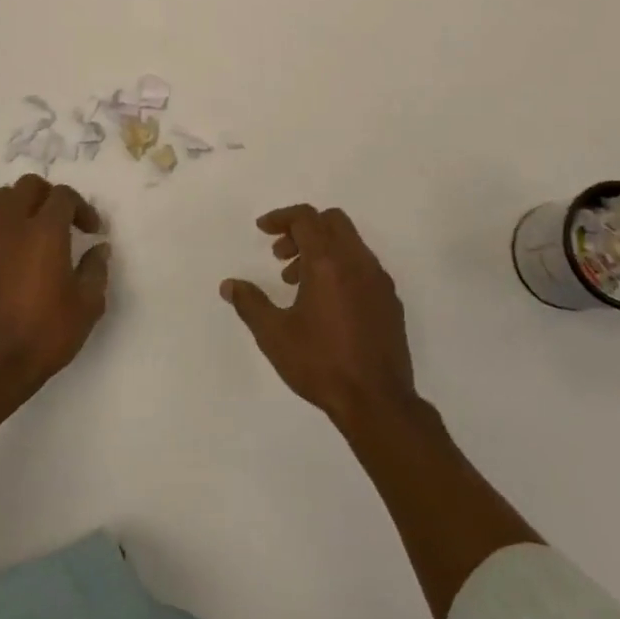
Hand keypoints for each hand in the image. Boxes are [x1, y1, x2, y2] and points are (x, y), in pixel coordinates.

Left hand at [0, 175, 109, 394]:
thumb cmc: (47, 332)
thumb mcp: (88, 304)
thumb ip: (96, 269)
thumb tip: (99, 249)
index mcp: (44, 232)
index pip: (62, 195)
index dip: (81, 206)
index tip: (91, 230)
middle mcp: (11, 230)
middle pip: (25, 186)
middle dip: (47, 195)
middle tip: (62, 220)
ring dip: (21, 211)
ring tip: (37, 238)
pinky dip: (5, 243)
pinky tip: (16, 273)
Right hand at [219, 205, 418, 428]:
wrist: (377, 401)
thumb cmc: (321, 363)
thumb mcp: (274, 335)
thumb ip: (250, 303)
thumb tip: (229, 285)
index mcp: (328, 262)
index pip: (306, 218)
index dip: (281, 217)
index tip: (262, 230)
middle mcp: (358, 262)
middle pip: (332, 221)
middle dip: (302, 229)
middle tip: (280, 256)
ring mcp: (379, 280)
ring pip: (349, 243)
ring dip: (321, 250)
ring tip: (297, 284)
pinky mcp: (390, 300)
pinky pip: (363, 266)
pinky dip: (341, 267)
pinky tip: (327, 303)